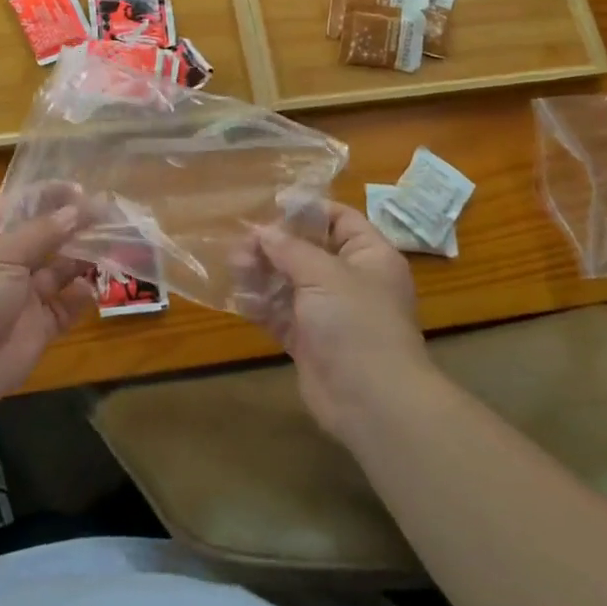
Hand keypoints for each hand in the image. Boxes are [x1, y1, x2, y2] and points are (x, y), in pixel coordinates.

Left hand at [0, 195, 98, 412]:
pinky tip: (93, 287)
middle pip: (46, 235)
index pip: (21, 204)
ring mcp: (25, 293)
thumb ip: (43, 231)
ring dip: (84, 257)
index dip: (48, 194)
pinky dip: (82, 296)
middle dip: (74, 225)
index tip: (80, 189)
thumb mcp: (3, 253)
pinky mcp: (41, 324)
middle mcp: (8, 260)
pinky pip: (68, 305)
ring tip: (112, 244)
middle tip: (109, 214)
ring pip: (61, 269)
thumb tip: (78, 209)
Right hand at [250, 202, 429, 442]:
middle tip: (241, 243)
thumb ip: (289, 248)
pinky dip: (260, 305)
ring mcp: (328, 312)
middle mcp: (350, 280)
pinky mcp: (308, 340)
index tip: (271, 204)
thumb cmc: (356, 323)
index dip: (307, 210)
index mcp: (369, 256)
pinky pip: (279, 314)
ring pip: (289, 282)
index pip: (339, 219)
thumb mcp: (324, 274)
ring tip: (235, 267)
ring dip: (261, 273)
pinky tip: (240, 299)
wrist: (372, 401)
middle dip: (274, 245)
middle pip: (307, 250)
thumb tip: (261, 231)